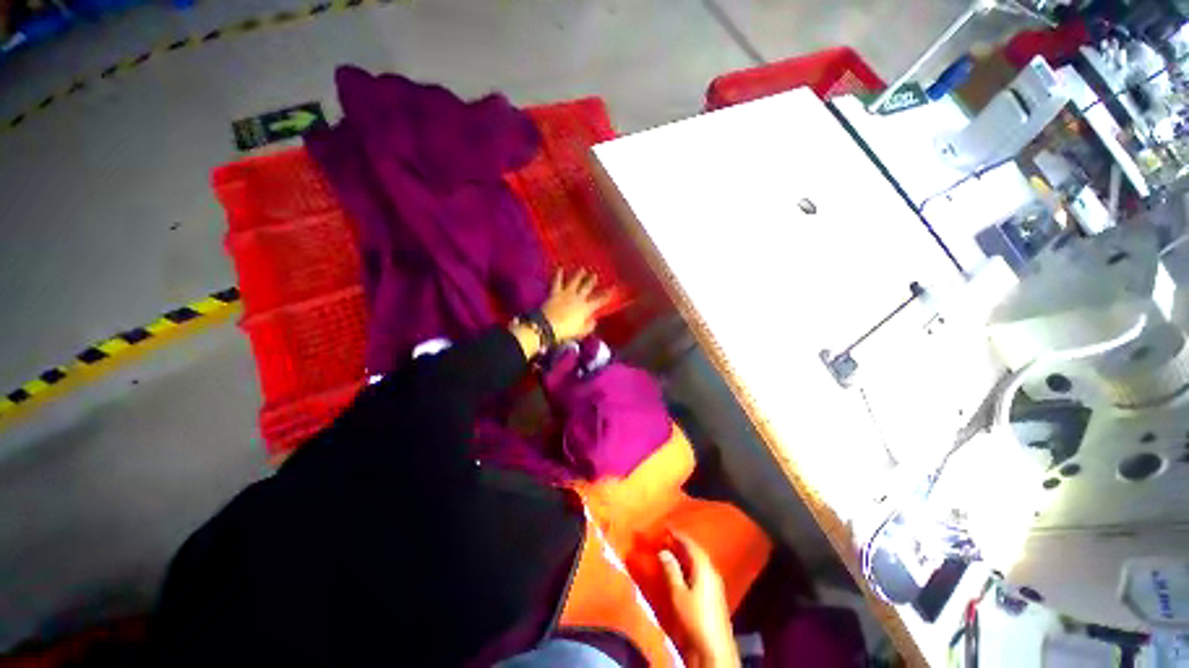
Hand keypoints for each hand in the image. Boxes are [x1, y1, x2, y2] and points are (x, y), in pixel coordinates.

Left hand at [541, 269, 610, 342]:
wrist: (548, 326)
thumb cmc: (566, 331)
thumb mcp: (581, 332)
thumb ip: (589, 326)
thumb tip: (594, 320)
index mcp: (586, 308)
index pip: (599, 300)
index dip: (606, 295)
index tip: (612, 289)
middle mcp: (578, 298)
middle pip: (587, 287)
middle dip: (592, 281)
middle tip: (595, 275)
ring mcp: (566, 293)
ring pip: (574, 281)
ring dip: (579, 275)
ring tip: (582, 269)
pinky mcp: (555, 293)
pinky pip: (557, 282)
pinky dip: (558, 275)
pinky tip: (559, 268)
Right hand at [659, 533, 739, 667]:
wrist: (715, 648)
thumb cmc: (695, 618)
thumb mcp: (678, 594)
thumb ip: (671, 570)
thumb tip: (663, 551)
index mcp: (704, 567)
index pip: (691, 544)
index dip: (678, 535)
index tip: (666, 527)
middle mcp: (712, 571)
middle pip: (697, 551)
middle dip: (682, 543)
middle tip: (667, 537)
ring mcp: (715, 583)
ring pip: (699, 561)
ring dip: (686, 554)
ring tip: (672, 550)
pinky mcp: (715, 594)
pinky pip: (701, 570)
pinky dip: (691, 565)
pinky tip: (683, 569)